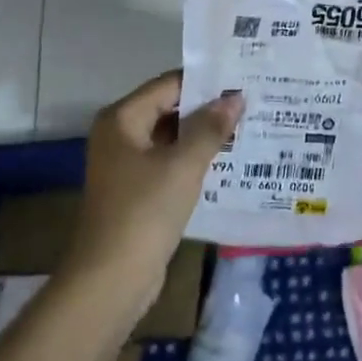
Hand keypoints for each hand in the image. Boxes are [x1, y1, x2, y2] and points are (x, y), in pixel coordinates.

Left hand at [68, 72, 242, 305]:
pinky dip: (193, 161)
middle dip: (207, 110)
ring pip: (170, 138)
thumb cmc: (144, 212)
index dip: (206, 83)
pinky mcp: (135, 191)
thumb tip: (235, 98)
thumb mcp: (183, 165)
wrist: (111, 279)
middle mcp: (119, 135)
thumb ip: (210, 128)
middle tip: (251, 105)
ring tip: (247, 129)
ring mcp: (125, 165)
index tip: (242, 81)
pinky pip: (168, 163)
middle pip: (168, 109)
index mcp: (122, 119)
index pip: (169, 84)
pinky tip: (226, 163)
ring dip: (203, 136)